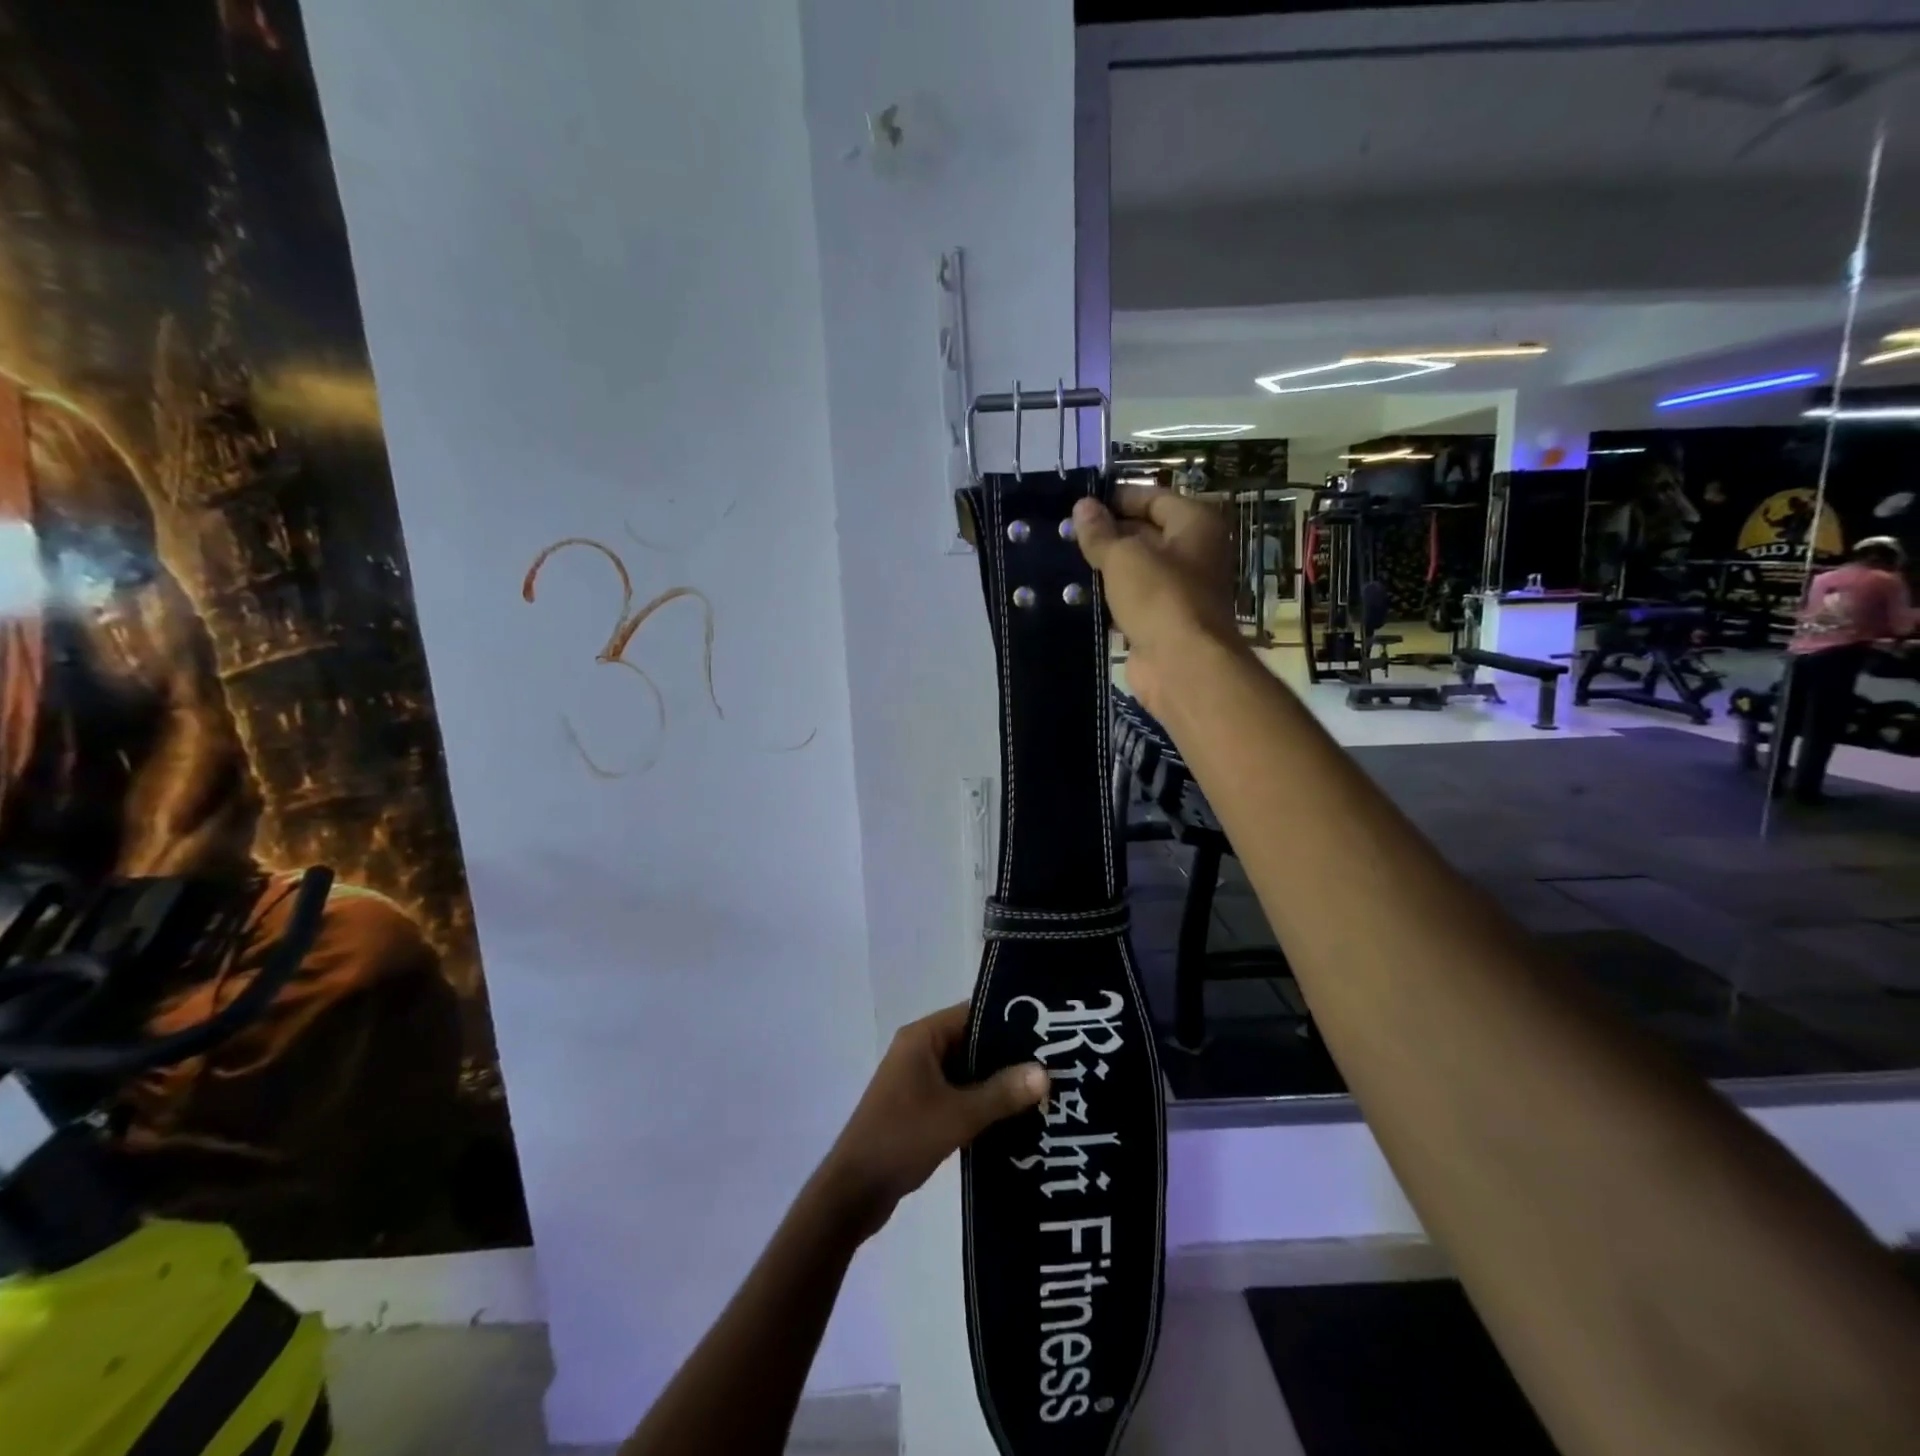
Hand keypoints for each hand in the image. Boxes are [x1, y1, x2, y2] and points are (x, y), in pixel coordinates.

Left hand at [817, 1003, 1047, 1239]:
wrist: (854, 1191)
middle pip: (972, 1042)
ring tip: (1043, 1092)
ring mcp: (916, 1079)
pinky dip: (981, 1102)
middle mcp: (919, 1050)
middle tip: (1053, 1065)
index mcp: (922, 1037)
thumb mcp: (958, 1115)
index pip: (973, 1014)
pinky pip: (957, 1093)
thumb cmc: (902, 1138)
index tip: (1047, 1031)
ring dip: (997, 1082)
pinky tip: (1014, 1118)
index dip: (1009, 1020)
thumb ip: (1002, 1093)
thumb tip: (1045, 1072)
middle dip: (1008, 1055)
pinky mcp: (918, 1107)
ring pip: (966, 1071)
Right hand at [1072, 484, 1240, 714]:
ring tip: (1062, 561)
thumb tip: (1082, 506)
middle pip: (1146, 533)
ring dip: (1105, 568)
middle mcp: (1194, 552)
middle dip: (1108, 534)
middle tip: (1064, 533)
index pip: (1153, 498)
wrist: (1182, 665)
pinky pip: (1132, 601)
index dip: (1117, 498)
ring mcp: (1180, 590)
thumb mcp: (1123, 556)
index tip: (1079, 504)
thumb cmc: (1159, 597)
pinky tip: (1076, 596)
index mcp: (1196, 524)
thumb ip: (1100, 532)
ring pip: (1136, 570)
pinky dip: (1109, 598)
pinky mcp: (1163, 622)